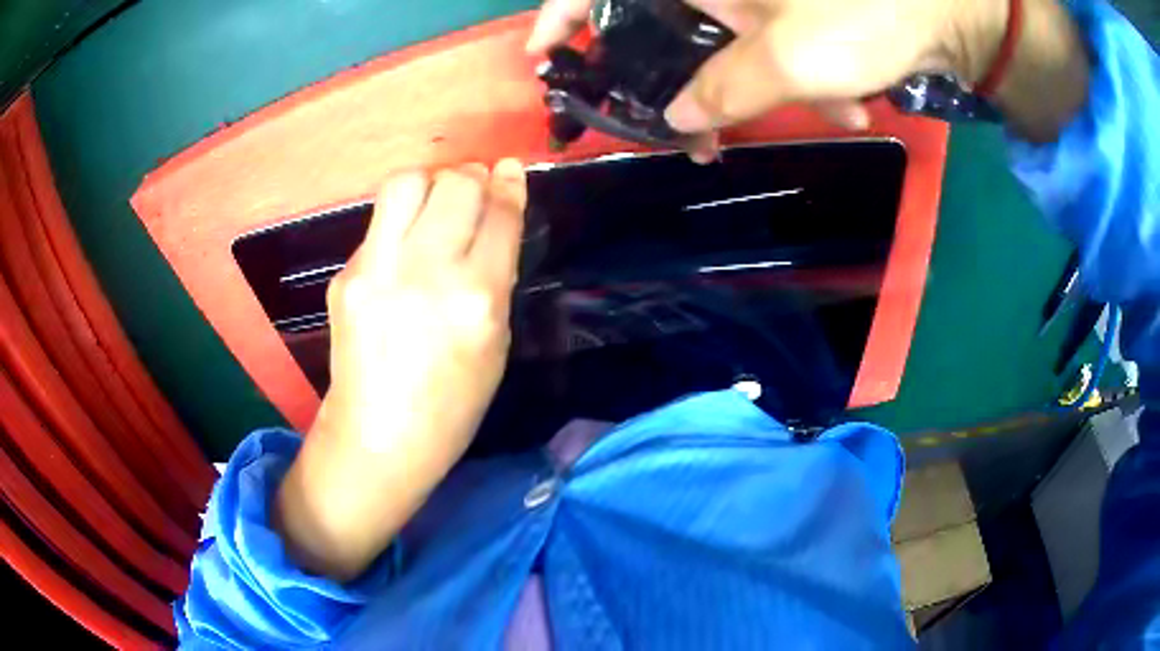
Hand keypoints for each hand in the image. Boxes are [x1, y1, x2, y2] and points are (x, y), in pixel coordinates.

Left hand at [276, 161, 526, 580]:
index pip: (499, 215)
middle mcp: (427, 271)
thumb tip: (494, 222)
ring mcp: (378, 269)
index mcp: (478, 298)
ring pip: (408, 182)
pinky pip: (379, 222)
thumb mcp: (496, 343)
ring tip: (436, 205)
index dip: (509, 184)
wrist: (379, 437)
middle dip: (472, 178)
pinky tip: (404, 249)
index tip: (509, 168)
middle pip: (456, 183)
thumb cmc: (452, 405)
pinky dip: (400, 222)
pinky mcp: (346, 274)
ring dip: (431, 183)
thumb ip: (496, 277)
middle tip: (473, 192)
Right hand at [528, 0, 1086, 151]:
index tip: (542, 57)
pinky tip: (853, 98)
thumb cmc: (871, 11)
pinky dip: (806, 76)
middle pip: (665, 26)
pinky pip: (774, 45)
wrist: (954, 11)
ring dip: (767, 89)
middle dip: (684, 84)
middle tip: (695, 138)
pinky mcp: (795, 7)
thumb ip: (725, 91)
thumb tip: (676, 121)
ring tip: (825, 110)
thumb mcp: (794, 57)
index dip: (561, 16)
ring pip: (728, 45)